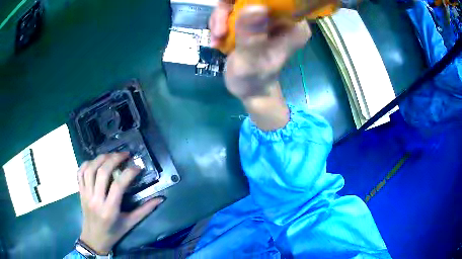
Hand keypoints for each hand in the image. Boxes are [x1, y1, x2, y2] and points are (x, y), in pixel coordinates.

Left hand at [77, 153, 163, 254]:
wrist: (94, 239)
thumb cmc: (114, 233)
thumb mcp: (130, 223)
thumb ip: (145, 210)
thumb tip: (160, 199)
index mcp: (110, 210)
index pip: (118, 185)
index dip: (129, 173)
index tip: (138, 167)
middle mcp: (96, 200)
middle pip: (102, 173)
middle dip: (114, 159)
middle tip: (125, 154)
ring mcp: (86, 194)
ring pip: (90, 169)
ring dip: (100, 158)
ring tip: (111, 155)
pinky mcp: (80, 192)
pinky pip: (80, 173)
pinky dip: (86, 163)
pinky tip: (95, 161)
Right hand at [209, 4, 310, 129]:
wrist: (249, 88)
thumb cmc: (253, 80)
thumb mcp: (250, 60)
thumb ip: (251, 36)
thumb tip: (254, 7)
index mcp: (294, 26)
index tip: (231, 8)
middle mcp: (284, 18)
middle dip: (230, 9)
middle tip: (219, 29)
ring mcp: (268, 17)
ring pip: (240, 1)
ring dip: (222, 17)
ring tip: (217, 37)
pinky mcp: (255, 20)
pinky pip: (234, 9)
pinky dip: (221, 21)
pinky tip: (217, 39)